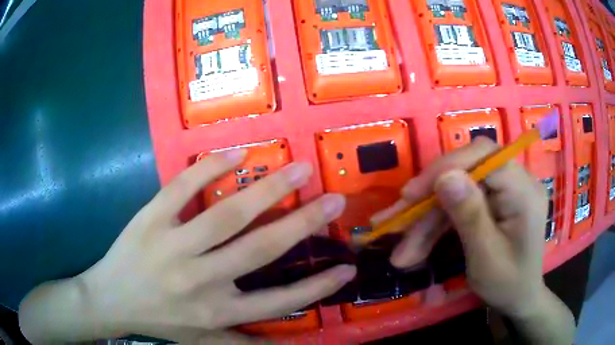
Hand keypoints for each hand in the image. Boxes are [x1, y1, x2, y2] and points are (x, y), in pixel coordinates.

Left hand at [19, 150, 355, 343]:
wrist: (109, 299)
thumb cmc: (158, 320)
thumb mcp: (201, 341)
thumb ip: (241, 342)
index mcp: (216, 311)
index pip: (279, 300)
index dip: (318, 286)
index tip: (347, 267)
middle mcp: (200, 279)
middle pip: (260, 249)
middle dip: (304, 223)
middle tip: (334, 199)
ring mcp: (172, 245)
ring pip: (227, 215)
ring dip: (268, 190)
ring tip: (298, 167)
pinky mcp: (150, 218)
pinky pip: (181, 188)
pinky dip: (208, 168)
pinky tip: (236, 153)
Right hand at [374, 138, 573, 343]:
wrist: (518, 299)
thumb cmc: (508, 284)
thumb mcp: (486, 257)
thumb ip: (470, 216)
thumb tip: (444, 176)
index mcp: (523, 191)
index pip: (484, 155)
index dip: (445, 167)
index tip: (410, 194)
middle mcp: (515, 181)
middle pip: (466, 174)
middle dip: (430, 202)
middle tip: (397, 225)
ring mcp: (504, 191)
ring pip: (458, 192)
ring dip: (428, 220)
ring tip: (403, 252)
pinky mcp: (493, 202)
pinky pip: (461, 205)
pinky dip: (437, 225)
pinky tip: (418, 246)